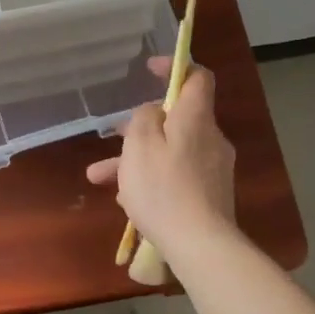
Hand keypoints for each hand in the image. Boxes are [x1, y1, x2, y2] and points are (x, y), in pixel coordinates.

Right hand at [87, 63, 236, 255]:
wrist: (200, 246)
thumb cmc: (163, 189)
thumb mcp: (140, 145)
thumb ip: (144, 118)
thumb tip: (154, 111)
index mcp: (196, 119)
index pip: (198, 77)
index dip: (175, 67)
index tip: (150, 69)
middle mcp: (210, 139)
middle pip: (176, 119)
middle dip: (140, 126)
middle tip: (113, 136)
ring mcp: (213, 169)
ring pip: (170, 151)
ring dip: (136, 159)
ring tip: (101, 178)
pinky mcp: (210, 195)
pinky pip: (176, 176)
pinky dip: (152, 180)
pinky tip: (126, 202)